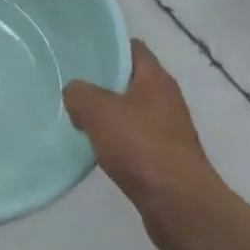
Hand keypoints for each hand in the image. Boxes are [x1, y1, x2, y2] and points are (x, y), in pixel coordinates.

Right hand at [64, 40, 227, 244]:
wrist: (178, 203)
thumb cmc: (140, 147)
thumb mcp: (99, 111)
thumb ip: (80, 93)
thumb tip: (75, 92)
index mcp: (155, 78)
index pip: (132, 47)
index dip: (108, 46)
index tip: (80, 52)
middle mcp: (166, 98)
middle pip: (130, 80)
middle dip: (102, 83)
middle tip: (71, 88)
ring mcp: (168, 128)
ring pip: (131, 111)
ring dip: (107, 115)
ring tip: (77, 120)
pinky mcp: (165, 156)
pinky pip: (135, 138)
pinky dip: (116, 141)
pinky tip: (96, 150)